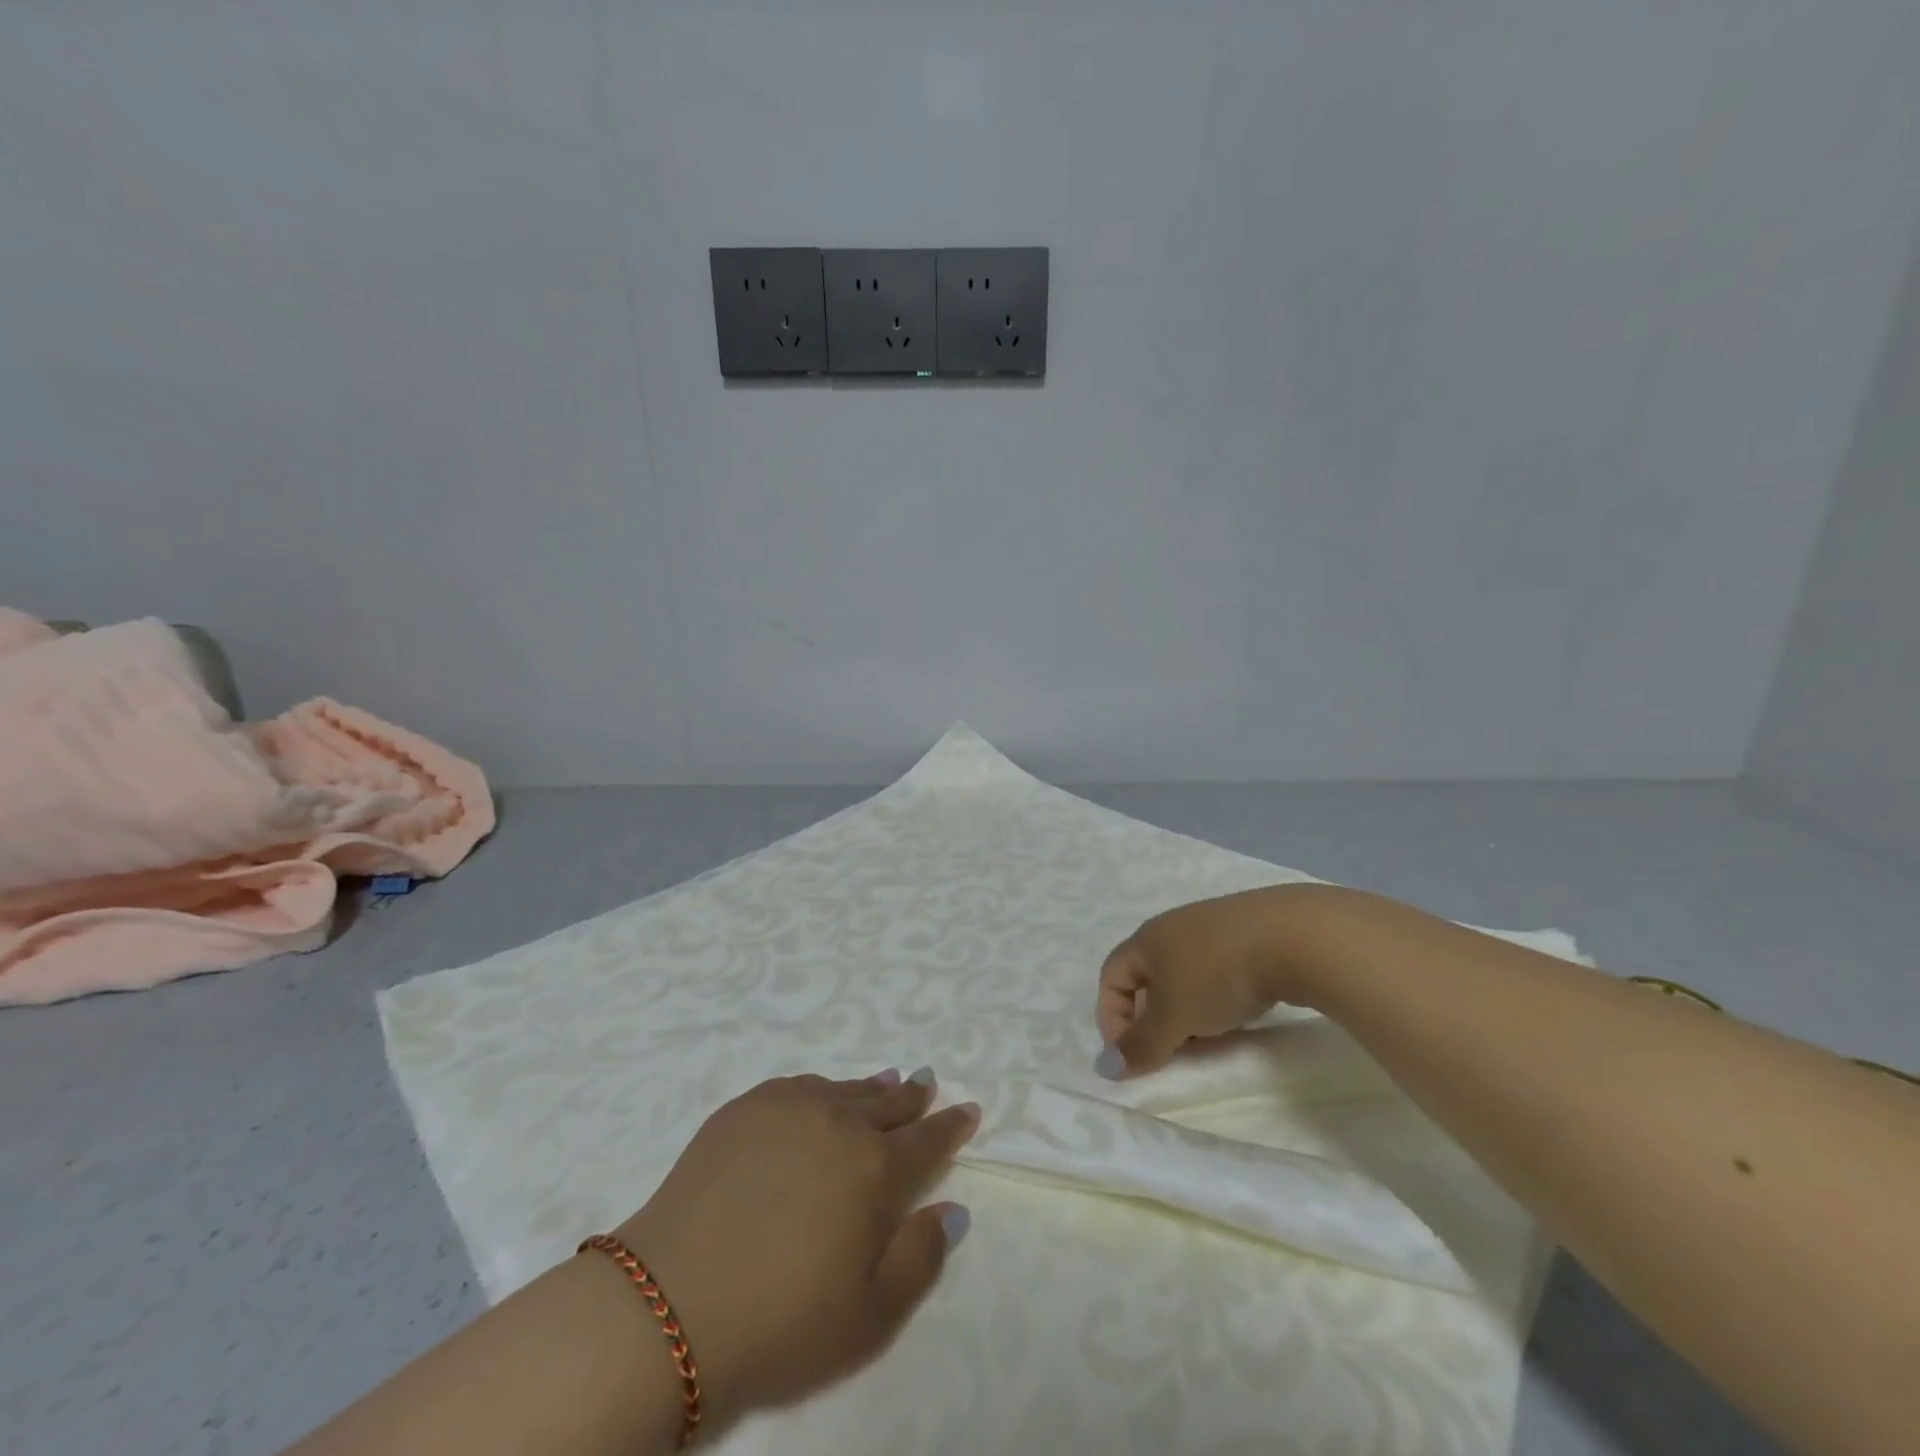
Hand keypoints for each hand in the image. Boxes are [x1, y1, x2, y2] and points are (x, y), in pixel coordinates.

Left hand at [613, 1071, 978, 1429]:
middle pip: (889, 1104)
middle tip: (927, 1085)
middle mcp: (840, 1123)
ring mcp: (790, 1108)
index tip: (967, 1110)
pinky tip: (822, 1095)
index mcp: (876, 1170)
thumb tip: (952, 1209)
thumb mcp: (869, 1318)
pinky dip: (823, 1089)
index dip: (952, 1126)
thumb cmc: (780, 1322)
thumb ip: (920, 1257)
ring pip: (846, 1089)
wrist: (670, 1302)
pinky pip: (800, 1086)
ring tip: (886, 1082)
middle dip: (914, 1097)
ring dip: (871, 1089)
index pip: (928, 1140)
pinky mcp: (746, 1107)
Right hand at [1096, 887, 1309, 1075]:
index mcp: (1146, 939)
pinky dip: (1217, 997)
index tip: (1134, 1056)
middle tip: (1171, 1052)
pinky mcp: (1248, 933)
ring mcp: (1213, 927)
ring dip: (1186, 1011)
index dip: (1112, 1018)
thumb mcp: (1174, 1017)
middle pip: (1147, 976)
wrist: (1294, 937)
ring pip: (1184, 975)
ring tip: (1208, 1037)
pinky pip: (1217, 970)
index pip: (1111, 977)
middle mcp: (1173, 927)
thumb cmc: (1217, 975)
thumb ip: (1141, 1044)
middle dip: (1152, 1019)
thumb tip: (1108, 1067)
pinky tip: (1239, 1013)